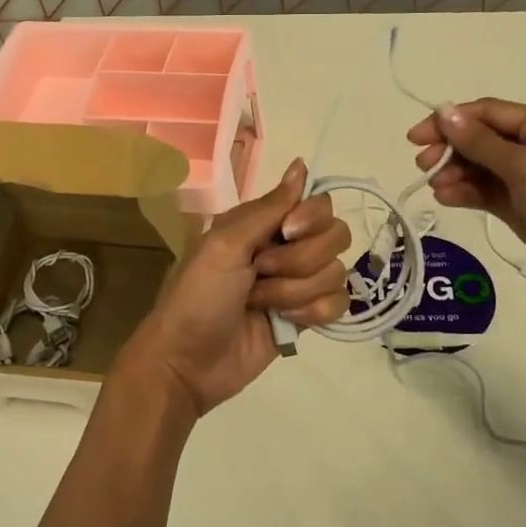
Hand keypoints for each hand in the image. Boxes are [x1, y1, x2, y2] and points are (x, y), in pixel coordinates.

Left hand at [113, 159, 349, 416]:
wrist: (187, 362)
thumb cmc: (198, 296)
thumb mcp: (225, 244)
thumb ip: (269, 207)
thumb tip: (301, 164)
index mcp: (264, 223)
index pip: (319, 204)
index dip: (311, 219)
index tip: (288, 233)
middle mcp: (286, 247)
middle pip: (336, 236)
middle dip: (301, 260)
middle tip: (262, 273)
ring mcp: (298, 283)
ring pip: (336, 272)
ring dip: (296, 291)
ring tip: (261, 304)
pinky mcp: (306, 317)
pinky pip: (338, 303)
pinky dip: (312, 313)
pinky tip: (284, 322)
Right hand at [407, 99, 525, 305]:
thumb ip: (481, 143)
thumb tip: (444, 112)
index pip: (489, 114)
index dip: (451, 120)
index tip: (417, 137)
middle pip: (483, 140)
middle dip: (451, 149)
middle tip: (422, 165)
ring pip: (483, 169)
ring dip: (456, 173)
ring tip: (437, 186)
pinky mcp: (525, 211)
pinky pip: (488, 194)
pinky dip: (467, 194)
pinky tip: (447, 198)